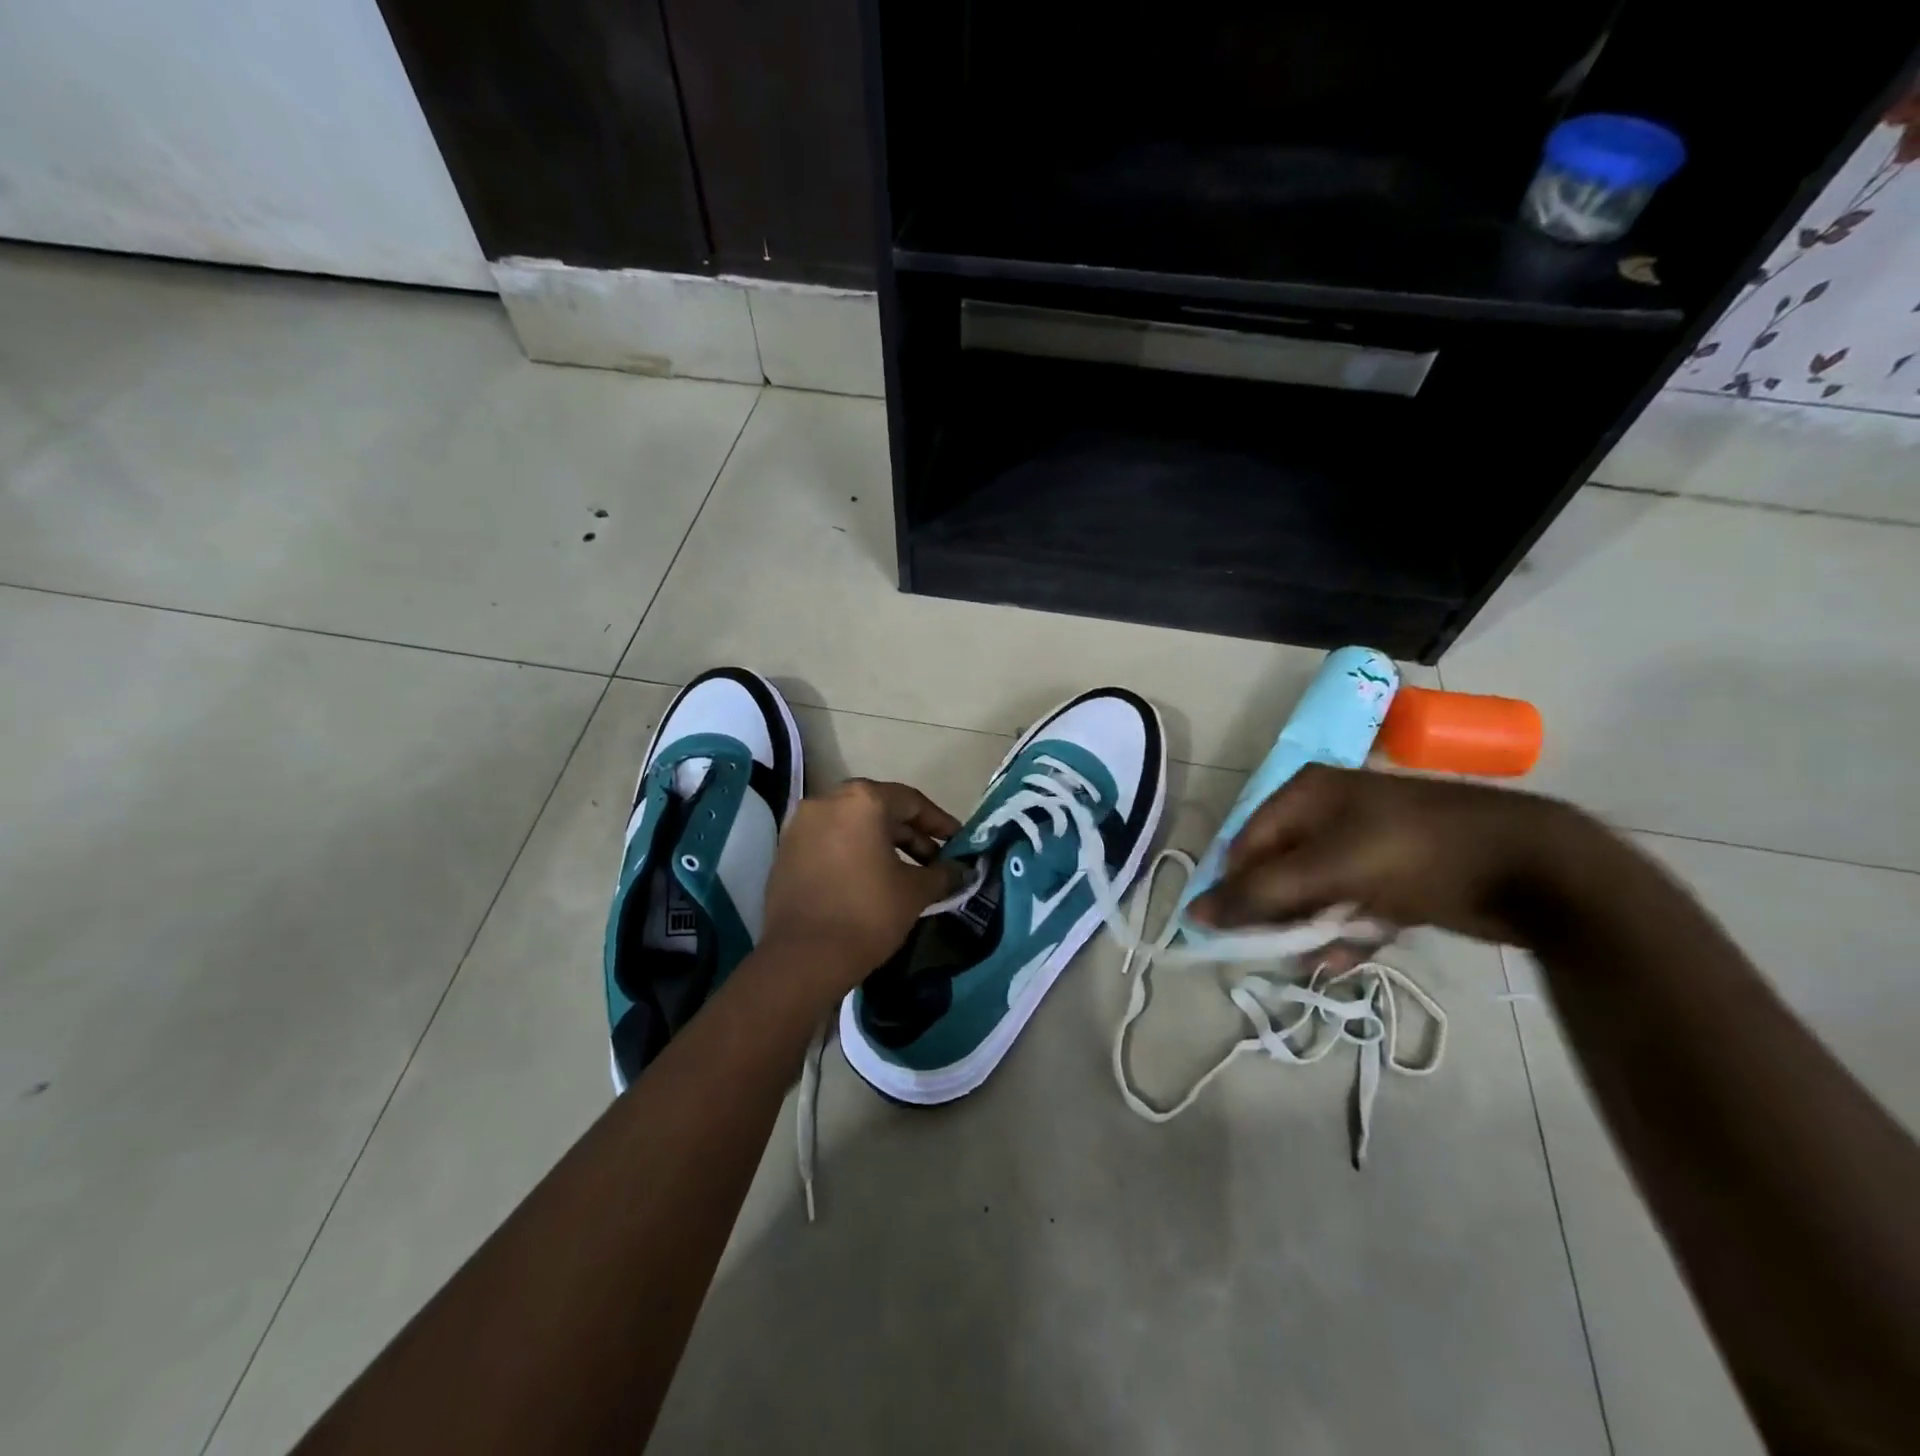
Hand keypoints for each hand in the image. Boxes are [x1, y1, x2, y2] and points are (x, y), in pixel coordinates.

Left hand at [760, 778, 966, 989]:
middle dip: (910, 834)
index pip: (911, 801)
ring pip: (852, 825)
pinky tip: (870, 880)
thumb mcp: (915, 892)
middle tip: (934, 861)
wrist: (802, 958)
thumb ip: (943, 874)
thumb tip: (960, 871)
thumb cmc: (867, 914)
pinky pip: (829, 841)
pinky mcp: (785, 851)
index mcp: (862, 800)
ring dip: (881, 844)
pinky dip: (853, 853)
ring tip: (905, 873)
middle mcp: (827, 801)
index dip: (939, 822)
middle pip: (879, 809)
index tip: (958, 842)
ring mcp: (800, 825)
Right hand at [1188, 764, 1602, 947]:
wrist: (1533, 866)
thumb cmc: (1416, 853)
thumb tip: (1194, 914)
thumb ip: (1261, 894)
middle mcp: (1327, 814)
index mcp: (1305, 794)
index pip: (1245, 845)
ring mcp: (1363, 844)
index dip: (1235, 889)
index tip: (1235, 934)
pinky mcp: (1394, 876)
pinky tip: (1342, 960)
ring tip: (1314, 960)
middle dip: (1275, 913)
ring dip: (1309, 929)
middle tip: (1275, 949)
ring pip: (1314, 893)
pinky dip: (1345, 933)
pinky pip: (1351, 906)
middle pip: (1278, 869)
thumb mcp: (1330, 870)